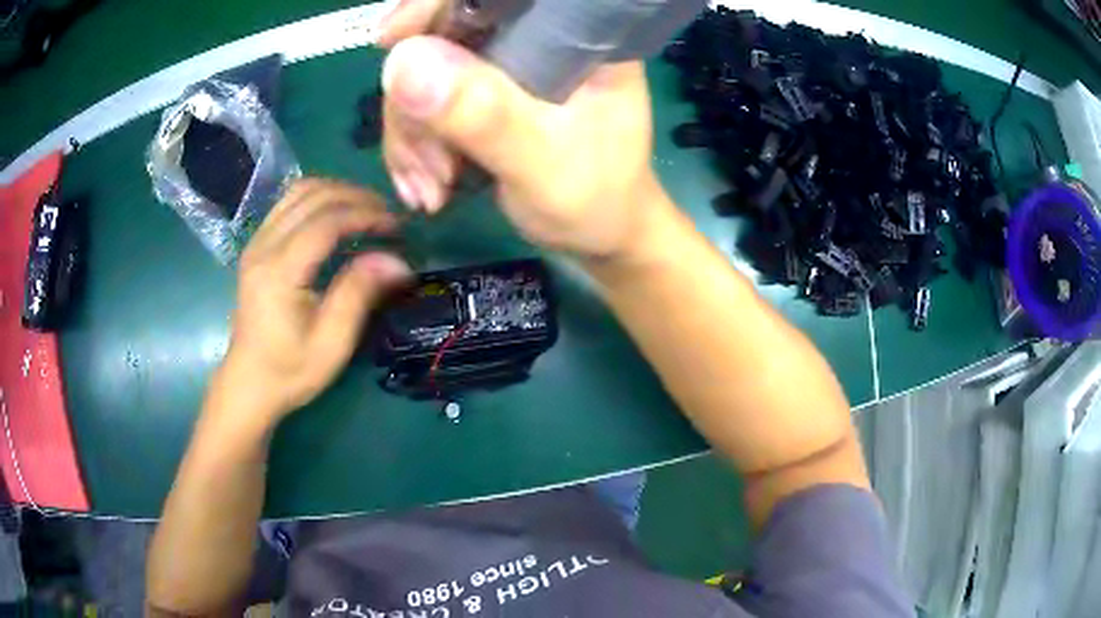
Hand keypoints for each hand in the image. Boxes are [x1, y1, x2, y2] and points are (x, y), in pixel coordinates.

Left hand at [218, 178, 410, 426]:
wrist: (248, 383)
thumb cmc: (290, 371)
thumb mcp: (332, 343)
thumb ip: (360, 294)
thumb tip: (398, 260)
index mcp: (279, 271)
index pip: (327, 221)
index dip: (367, 215)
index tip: (398, 228)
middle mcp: (264, 245)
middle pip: (314, 195)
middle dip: (357, 197)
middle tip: (389, 217)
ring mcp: (257, 241)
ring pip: (300, 191)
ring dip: (339, 192)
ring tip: (368, 211)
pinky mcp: (257, 245)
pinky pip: (290, 203)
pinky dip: (320, 199)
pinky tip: (338, 216)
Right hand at [378, 0, 661, 259]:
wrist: (596, 236)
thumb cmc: (594, 200)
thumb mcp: (542, 163)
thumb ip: (484, 115)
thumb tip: (403, 63)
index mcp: (572, 33)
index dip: (435, 4)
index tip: (391, 39)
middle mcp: (535, 39)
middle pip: (443, 34)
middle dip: (416, 103)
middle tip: (429, 169)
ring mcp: (505, 67)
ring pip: (423, 73)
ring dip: (413, 136)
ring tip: (433, 191)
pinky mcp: (482, 94)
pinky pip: (422, 104)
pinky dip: (415, 147)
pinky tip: (427, 187)